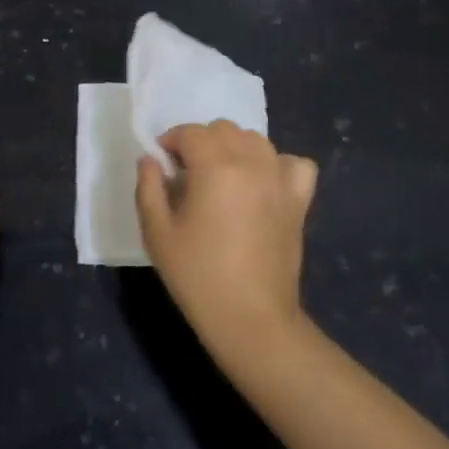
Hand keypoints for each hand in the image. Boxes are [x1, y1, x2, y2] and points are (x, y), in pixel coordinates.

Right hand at [135, 120, 318, 365]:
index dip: (171, 142)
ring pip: (255, 140)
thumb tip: (151, 160)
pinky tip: (263, 184)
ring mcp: (280, 179)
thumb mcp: (157, 234)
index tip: (162, 165)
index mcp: (216, 166)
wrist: (252, 319)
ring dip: (234, 149)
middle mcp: (252, 162)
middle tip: (187, 175)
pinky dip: (277, 165)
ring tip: (221, 178)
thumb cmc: (198, 277)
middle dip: (201, 143)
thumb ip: (149, 188)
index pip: (191, 133)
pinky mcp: (299, 200)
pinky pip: (294, 163)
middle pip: (224, 130)